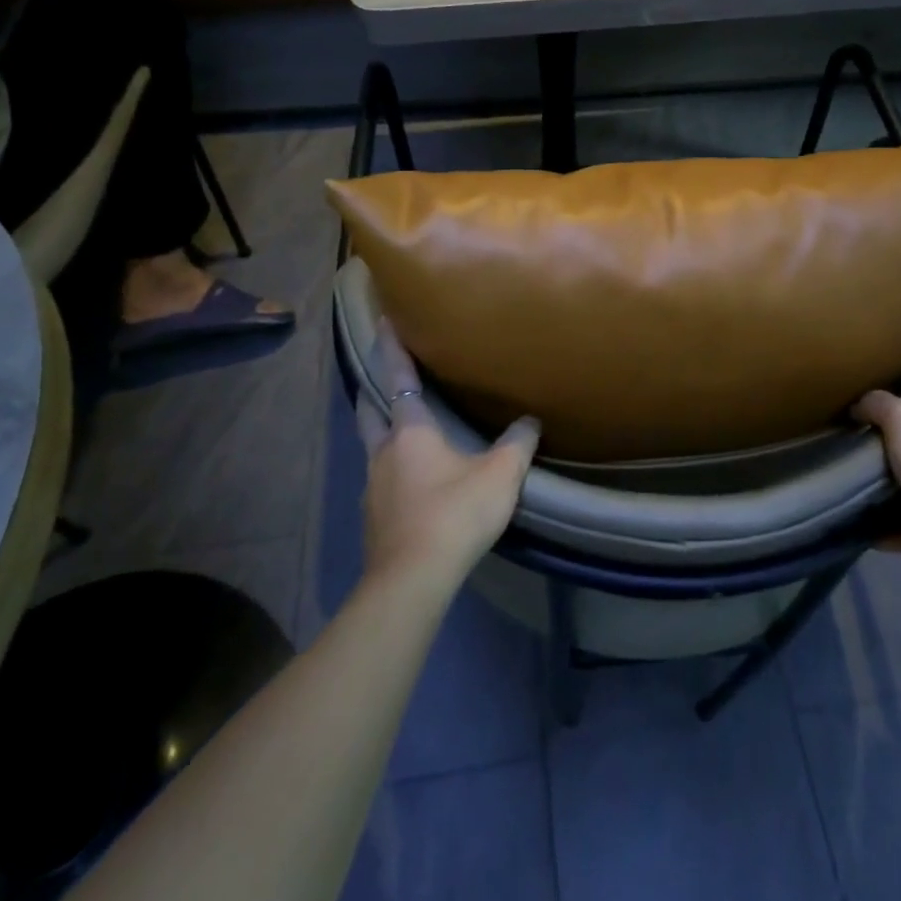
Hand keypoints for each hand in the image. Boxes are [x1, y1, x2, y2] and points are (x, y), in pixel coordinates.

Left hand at [355, 327, 540, 591]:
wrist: (413, 579)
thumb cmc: (455, 514)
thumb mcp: (500, 475)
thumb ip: (518, 444)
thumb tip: (530, 420)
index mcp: (410, 432)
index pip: (397, 379)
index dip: (391, 349)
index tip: (382, 321)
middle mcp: (383, 452)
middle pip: (370, 410)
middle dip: (374, 389)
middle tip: (383, 376)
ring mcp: (372, 486)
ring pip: (372, 446)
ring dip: (382, 431)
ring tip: (402, 429)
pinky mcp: (372, 517)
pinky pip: (379, 479)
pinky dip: (391, 468)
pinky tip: (410, 482)